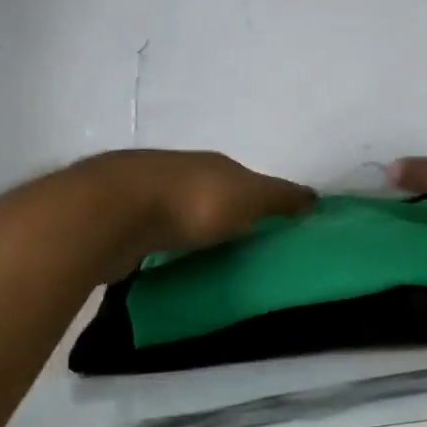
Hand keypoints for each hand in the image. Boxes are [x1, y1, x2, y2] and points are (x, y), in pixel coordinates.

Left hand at [84, 150, 314, 258]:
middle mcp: (180, 172)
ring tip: (207, 259)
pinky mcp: (122, 222)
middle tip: (242, 248)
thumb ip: (280, 198)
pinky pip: (155, 234)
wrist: (113, 212)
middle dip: (225, 215)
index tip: (272, 228)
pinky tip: (170, 261)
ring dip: (192, 230)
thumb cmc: (192, 202)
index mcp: (213, 164)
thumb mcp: (248, 197)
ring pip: (180, 213)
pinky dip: (166, 244)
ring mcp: (146, 195)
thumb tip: (313, 197)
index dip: (261, 201)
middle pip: (211, 194)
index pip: (246, 181)